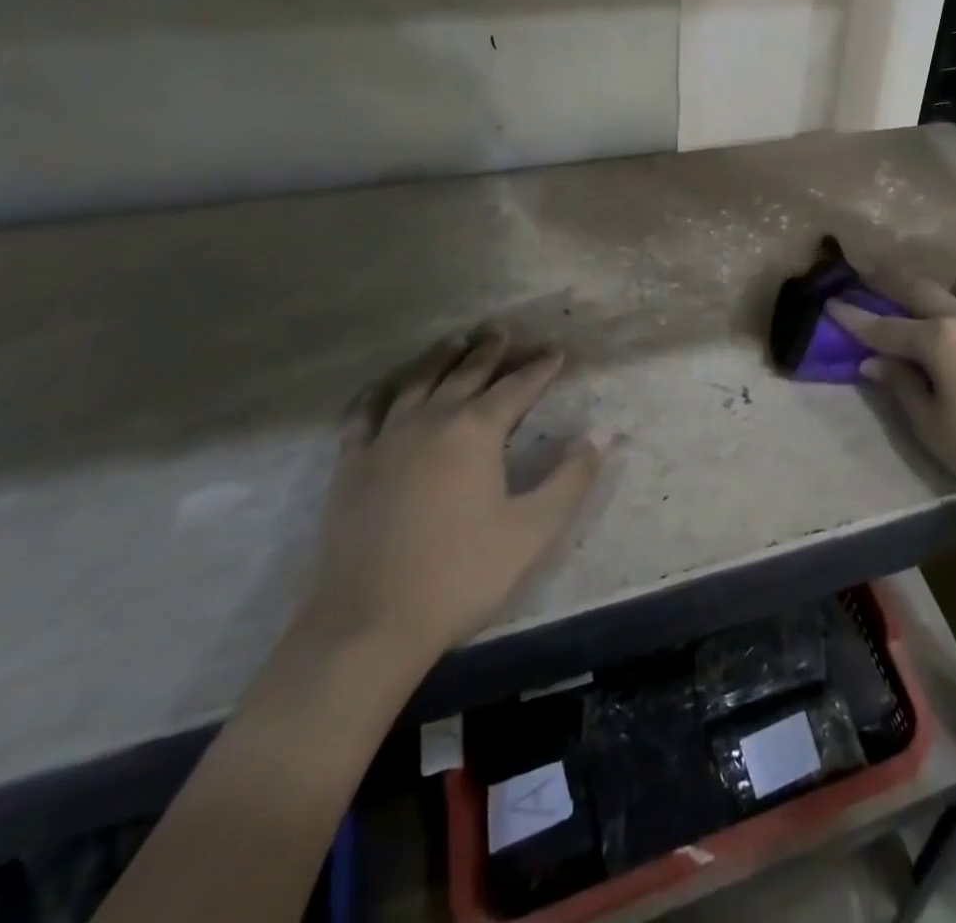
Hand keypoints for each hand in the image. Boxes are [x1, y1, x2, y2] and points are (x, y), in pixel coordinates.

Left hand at [301, 331, 609, 672]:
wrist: (368, 626)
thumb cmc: (461, 576)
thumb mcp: (532, 529)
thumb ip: (572, 476)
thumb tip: (604, 432)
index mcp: (476, 432)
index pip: (516, 387)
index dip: (540, 368)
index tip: (557, 351)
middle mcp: (431, 421)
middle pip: (466, 373)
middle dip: (490, 350)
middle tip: (503, 330)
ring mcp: (385, 439)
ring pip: (417, 381)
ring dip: (440, 357)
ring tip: (456, 339)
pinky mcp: (350, 464)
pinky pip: (364, 412)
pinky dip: (380, 390)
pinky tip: (387, 384)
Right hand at [829, 274, 955, 526]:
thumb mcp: (931, 426)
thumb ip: (900, 385)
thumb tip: (872, 361)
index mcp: (939, 340)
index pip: (886, 326)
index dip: (855, 318)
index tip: (831, 303)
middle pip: (923, 291)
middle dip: (892, 288)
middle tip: (873, 287)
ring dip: (947, 290)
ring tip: (939, 313)